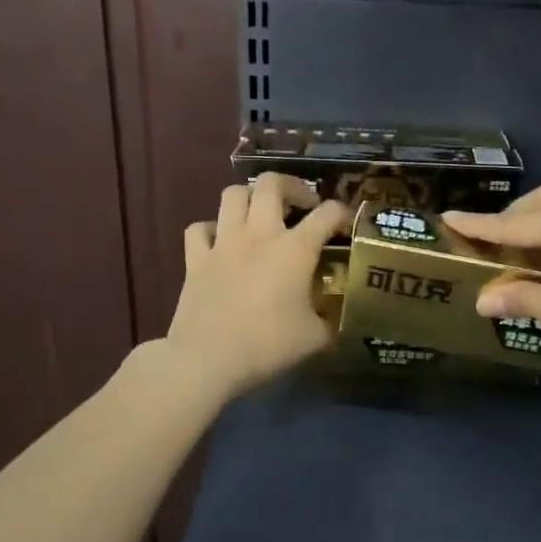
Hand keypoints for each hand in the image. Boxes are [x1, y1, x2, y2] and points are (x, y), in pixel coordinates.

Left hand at [166, 174, 349, 401]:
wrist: (208, 358)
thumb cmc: (268, 345)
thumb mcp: (315, 338)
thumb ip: (329, 321)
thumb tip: (336, 319)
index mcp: (295, 248)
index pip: (328, 213)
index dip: (341, 213)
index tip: (345, 224)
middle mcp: (259, 234)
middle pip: (272, 183)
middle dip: (292, 186)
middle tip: (301, 205)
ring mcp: (223, 242)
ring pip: (233, 194)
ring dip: (250, 198)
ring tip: (260, 214)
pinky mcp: (195, 258)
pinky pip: (200, 228)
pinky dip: (211, 229)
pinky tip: (220, 242)